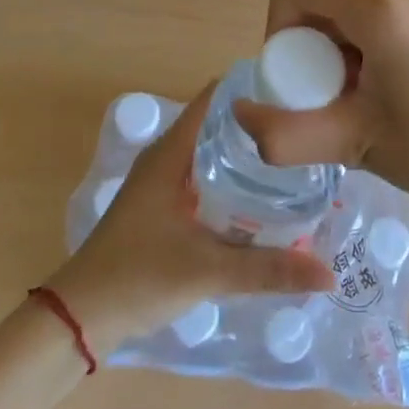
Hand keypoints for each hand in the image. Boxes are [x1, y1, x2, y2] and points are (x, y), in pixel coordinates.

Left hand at [47, 85, 332, 355]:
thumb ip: (268, 270)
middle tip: (306, 133)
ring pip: (211, 153)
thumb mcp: (208, 271)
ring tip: (293, 162)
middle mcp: (166, 157)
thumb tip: (328, 273)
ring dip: (246, 155)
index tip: (294, 94)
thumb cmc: (138, 278)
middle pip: (218, 124)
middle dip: (259, 125)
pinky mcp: (161, 207)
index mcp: (171, 152)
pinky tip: (260, 200)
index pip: (215, 98)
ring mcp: (161, 182)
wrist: (80, 319)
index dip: (252, 89)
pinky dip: (231, 180)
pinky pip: (204, 177)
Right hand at [233, 0, 408, 230]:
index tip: (305, 77)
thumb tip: (241, 115)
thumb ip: (286, 134)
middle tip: (343, 104)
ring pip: (354, 5)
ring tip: (378, 105)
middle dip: (316, 48)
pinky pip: (387, 9)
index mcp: (382, 4)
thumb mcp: (358, 145)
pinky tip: (405, 91)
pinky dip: (375, 43)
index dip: (279, 23)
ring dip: (345, 49)